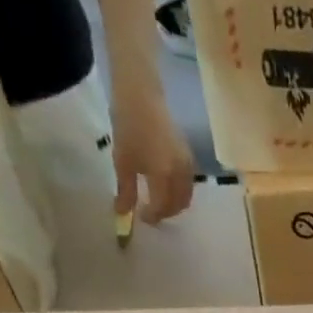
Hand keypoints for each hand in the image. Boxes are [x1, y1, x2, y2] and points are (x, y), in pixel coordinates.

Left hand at [109, 54, 194, 225]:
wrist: (142, 93)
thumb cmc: (128, 125)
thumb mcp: (122, 160)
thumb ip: (126, 190)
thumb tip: (123, 213)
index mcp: (164, 176)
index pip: (162, 207)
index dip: (152, 216)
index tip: (141, 218)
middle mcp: (181, 174)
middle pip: (178, 205)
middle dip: (165, 213)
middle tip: (151, 213)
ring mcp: (188, 166)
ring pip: (186, 197)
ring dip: (174, 205)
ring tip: (159, 203)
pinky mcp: (189, 158)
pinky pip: (188, 185)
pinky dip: (179, 193)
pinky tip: (167, 188)